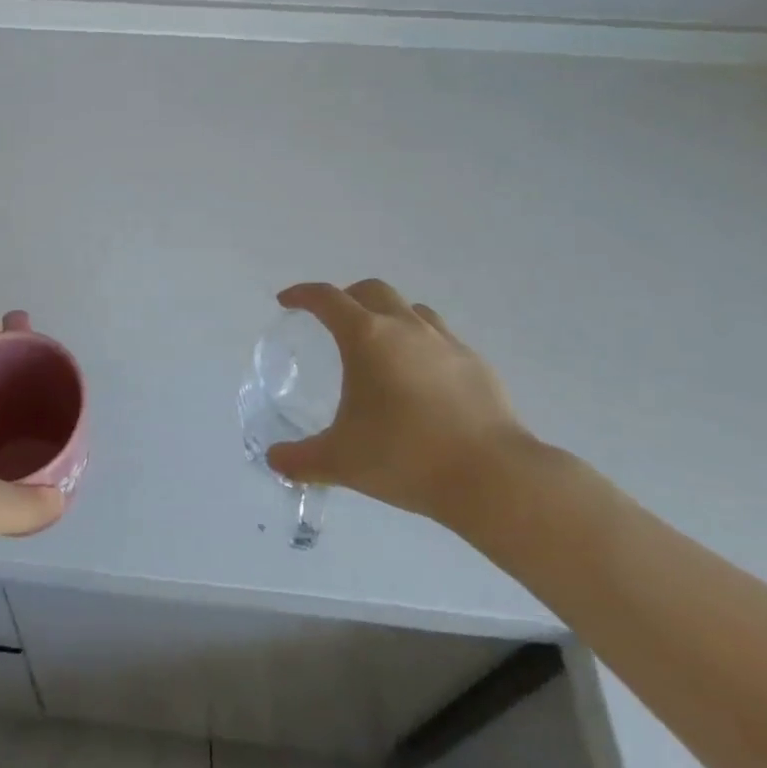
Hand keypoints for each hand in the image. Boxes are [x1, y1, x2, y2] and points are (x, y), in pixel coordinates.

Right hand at [267, 280, 540, 534]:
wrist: (492, 477)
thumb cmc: (406, 457)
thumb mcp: (342, 462)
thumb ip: (301, 460)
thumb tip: (274, 460)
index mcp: (366, 337)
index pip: (326, 298)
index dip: (302, 295)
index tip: (287, 302)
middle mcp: (405, 326)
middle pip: (370, 290)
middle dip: (347, 297)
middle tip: (334, 322)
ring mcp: (445, 341)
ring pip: (410, 308)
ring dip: (388, 315)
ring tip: (381, 346)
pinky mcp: (475, 363)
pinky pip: (441, 337)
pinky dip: (422, 343)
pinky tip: (422, 377)